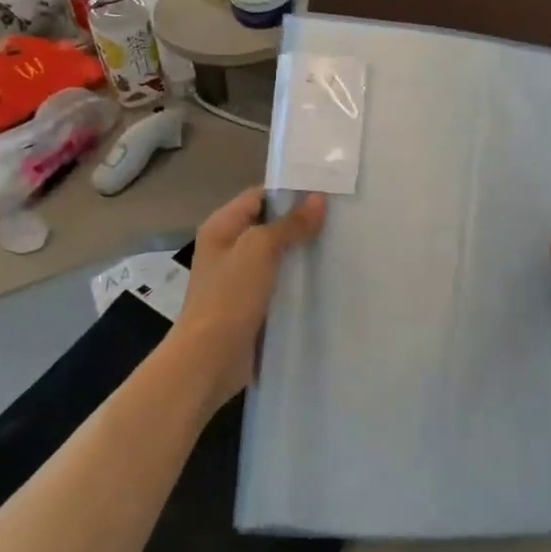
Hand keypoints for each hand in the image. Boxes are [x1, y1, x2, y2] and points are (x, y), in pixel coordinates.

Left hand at [172, 187, 327, 408]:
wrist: (209, 358)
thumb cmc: (229, 296)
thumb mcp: (259, 250)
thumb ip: (290, 224)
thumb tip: (318, 199)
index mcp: (222, 227)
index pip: (259, 196)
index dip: (290, 193)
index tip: (327, 194)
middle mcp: (229, 249)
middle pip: (270, 226)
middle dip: (302, 224)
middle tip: (341, 220)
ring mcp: (241, 279)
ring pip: (278, 257)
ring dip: (303, 254)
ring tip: (340, 247)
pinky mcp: (253, 305)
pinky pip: (280, 284)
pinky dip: (299, 281)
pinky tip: (326, 280)